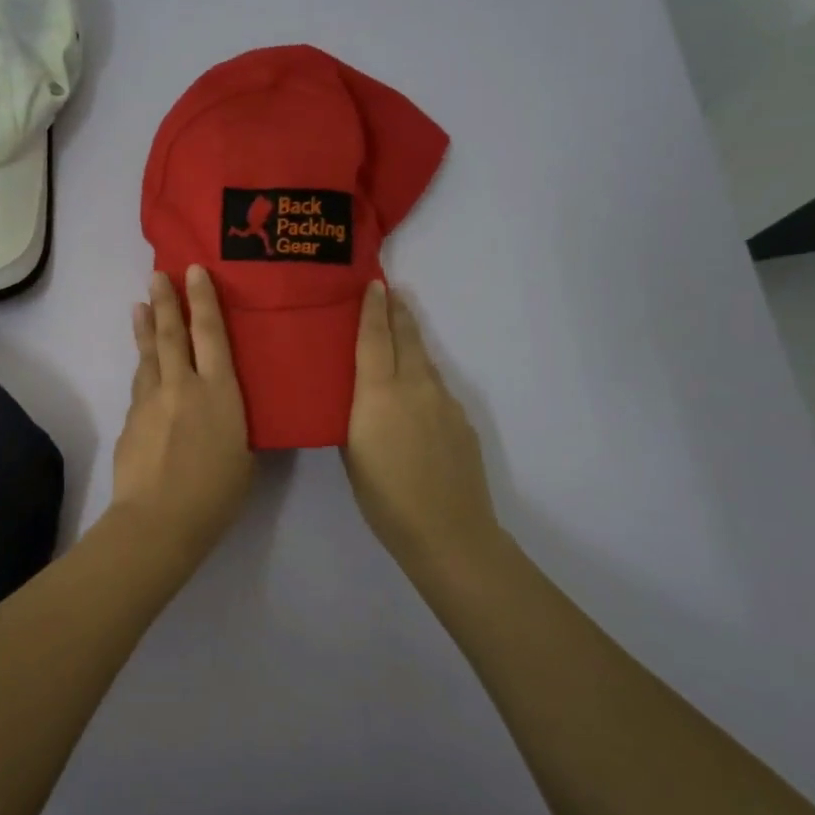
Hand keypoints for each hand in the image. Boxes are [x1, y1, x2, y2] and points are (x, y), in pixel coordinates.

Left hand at [109, 266, 253, 561]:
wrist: (159, 519)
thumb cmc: (216, 493)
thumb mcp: (244, 454)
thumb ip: (232, 423)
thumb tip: (221, 413)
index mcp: (219, 392)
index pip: (211, 334)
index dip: (203, 300)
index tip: (194, 271)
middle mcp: (182, 386)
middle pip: (172, 334)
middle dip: (166, 301)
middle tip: (157, 274)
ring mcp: (151, 401)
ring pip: (148, 356)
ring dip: (146, 329)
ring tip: (140, 307)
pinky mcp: (130, 419)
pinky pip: (140, 387)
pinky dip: (142, 371)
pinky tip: (143, 370)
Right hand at [343, 280, 502, 575]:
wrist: (447, 531)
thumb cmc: (384, 498)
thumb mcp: (352, 454)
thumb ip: (355, 417)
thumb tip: (360, 399)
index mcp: (379, 394)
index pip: (374, 338)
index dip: (372, 309)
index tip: (374, 284)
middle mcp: (414, 387)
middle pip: (407, 338)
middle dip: (398, 312)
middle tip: (390, 292)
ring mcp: (444, 402)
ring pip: (424, 362)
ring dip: (411, 344)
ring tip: (399, 336)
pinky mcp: (462, 421)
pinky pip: (437, 389)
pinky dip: (424, 380)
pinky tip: (416, 397)